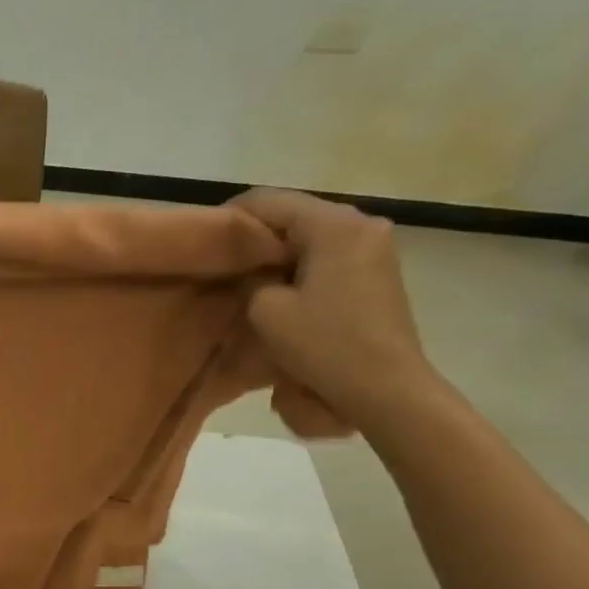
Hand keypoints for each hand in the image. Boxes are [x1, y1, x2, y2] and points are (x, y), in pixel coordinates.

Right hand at [233, 188, 443, 428]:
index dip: (230, 218)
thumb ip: (249, 279)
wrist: (385, 387)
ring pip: (311, 238)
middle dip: (256, 238)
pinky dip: (299, 268)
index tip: (203, 243)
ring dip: (277, 256)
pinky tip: (279, 293)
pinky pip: (327, 257)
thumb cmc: (323, 344)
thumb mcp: (265, 310)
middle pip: (294, 216)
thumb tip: (248, 271)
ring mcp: (375, 248)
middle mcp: (361, 224)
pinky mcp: (378, 272)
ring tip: (245, 281)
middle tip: (220, 264)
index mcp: (334, 224)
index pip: (269, 201)